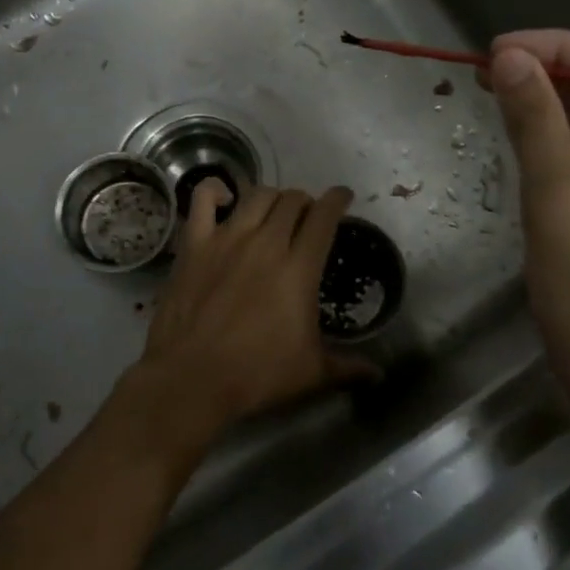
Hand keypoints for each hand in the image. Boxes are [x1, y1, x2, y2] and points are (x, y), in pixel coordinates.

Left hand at [126, 182, 377, 461]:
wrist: (191, 379)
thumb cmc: (256, 375)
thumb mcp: (311, 373)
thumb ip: (347, 367)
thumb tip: (378, 375)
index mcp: (299, 268)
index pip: (324, 217)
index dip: (337, 200)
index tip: (343, 196)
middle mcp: (266, 242)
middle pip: (292, 201)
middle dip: (306, 203)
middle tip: (306, 217)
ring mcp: (227, 238)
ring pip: (257, 195)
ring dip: (272, 198)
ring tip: (274, 211)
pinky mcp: (194, 244)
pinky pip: (202, 199)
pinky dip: (215, 191)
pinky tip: (223, 199)